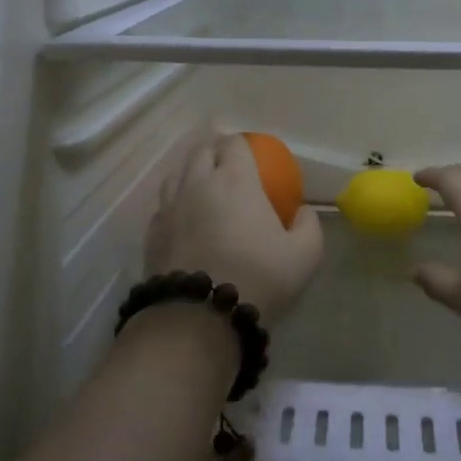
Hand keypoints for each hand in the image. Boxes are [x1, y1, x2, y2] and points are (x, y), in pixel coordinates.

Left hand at [145, 134, 322, 324]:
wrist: (200, 317)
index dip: (243, 144)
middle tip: (228, 167)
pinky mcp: (152, 231)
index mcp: (234, 179)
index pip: (234, 143)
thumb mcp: (305, 255)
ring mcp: (170, 206)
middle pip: (201, 151)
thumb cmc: (258, 278)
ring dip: (191, 172)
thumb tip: (302, 210)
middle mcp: (197, 182)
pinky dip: (175, 202)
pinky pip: (164, 204)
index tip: (252, 156)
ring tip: (203, 186)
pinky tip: (184, 218)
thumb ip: (309, 225)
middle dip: (214, 152)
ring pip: (176, 173)